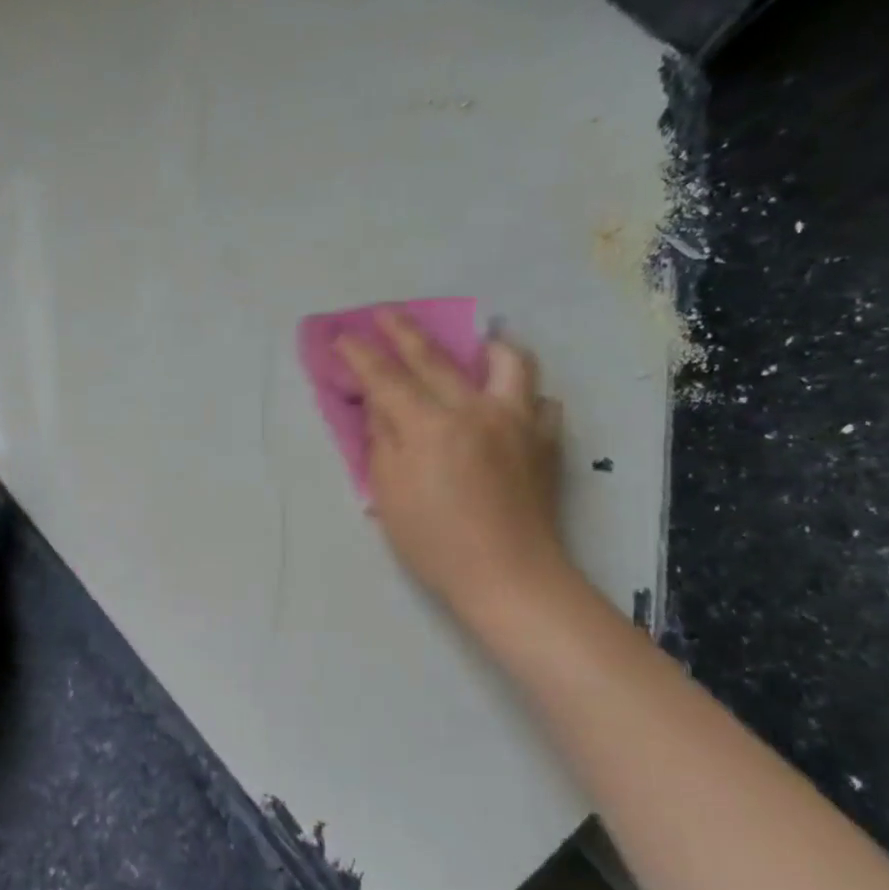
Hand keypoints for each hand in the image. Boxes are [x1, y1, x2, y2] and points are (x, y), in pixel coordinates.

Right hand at [337, 311, 574, 631]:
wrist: (508, 576)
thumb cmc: (435, 542)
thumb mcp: (389, 493)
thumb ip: (382, 441)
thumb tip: (380, 406)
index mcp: (430, 426)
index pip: (387, 378)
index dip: (361, 355)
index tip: (343, 336)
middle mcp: (475, 410)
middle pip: (437, 358)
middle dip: (406, 332)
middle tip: (387, 313)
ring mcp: (517, 422)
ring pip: (508, 363)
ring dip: (487, 347)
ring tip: (478, 347)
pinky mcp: (545, 441)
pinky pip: (539, 401)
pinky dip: (522, 395)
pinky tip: (510, 407)